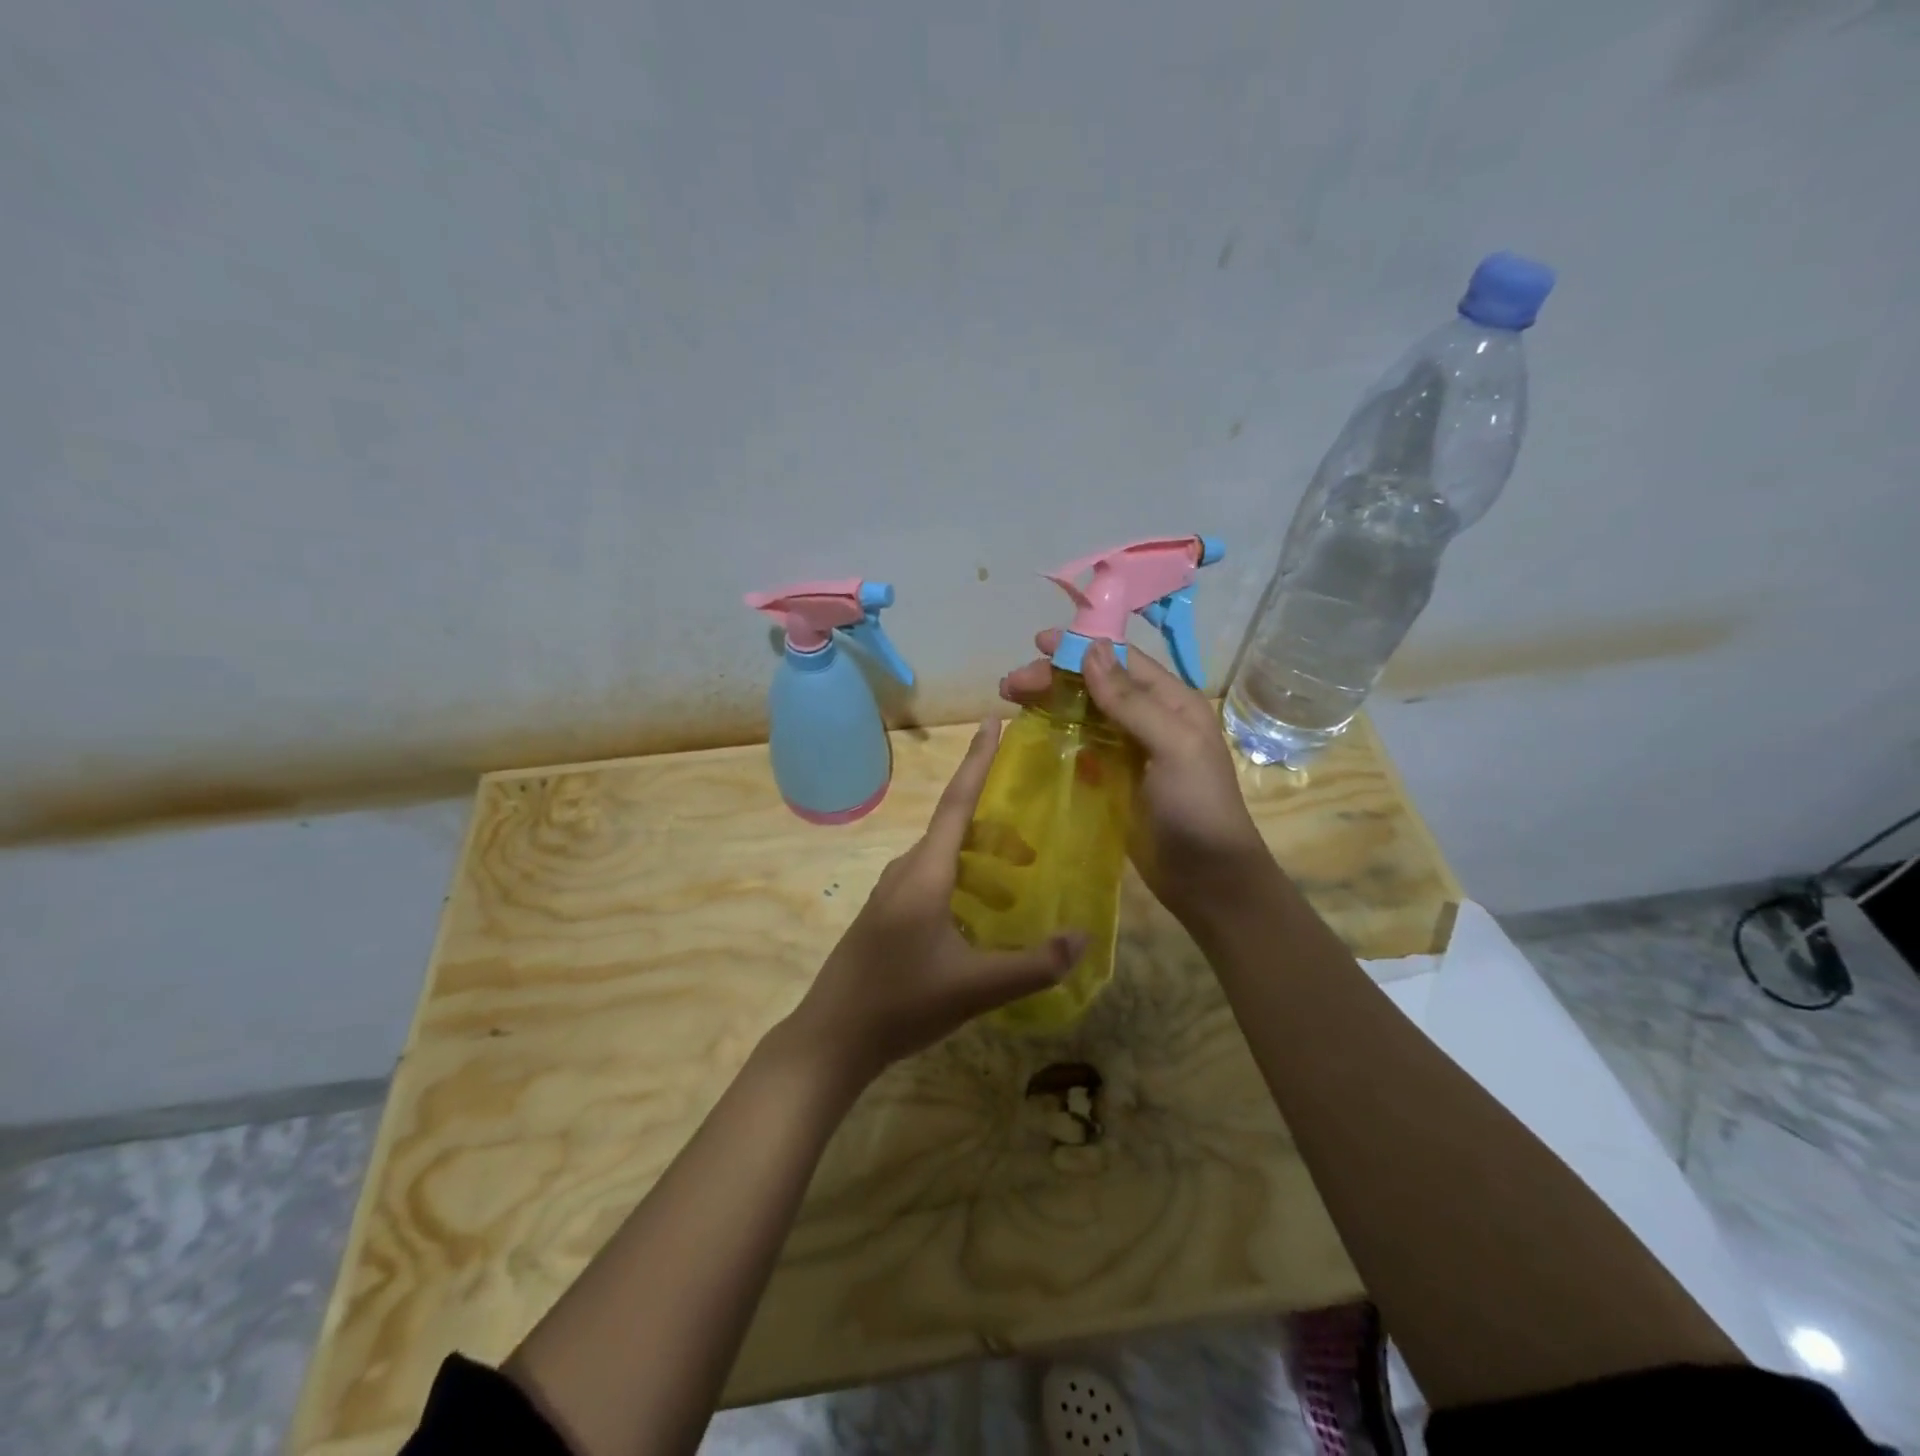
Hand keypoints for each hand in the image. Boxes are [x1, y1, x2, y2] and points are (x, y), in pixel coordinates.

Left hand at [782, 720, 1086, 1087]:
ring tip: (1015, 892)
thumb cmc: (902, 1003)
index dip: (978, 760)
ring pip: (942, 860)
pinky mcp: (885, 916)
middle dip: (996, 832)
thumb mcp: (976, 988)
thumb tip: (1082, 937)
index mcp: (925, 872)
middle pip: (954, 831)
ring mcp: (890, 894)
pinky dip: (961, 885)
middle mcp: (905, 871)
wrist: (832, 1038)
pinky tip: (978, 923)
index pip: (957, 802)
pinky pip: (930, 882)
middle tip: (1033, 855)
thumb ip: (1034, 964)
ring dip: (980, 865)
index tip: (993, 721)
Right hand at [1001, 633, 1269, 926]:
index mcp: (1171, 702)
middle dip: (1053, 678)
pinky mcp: (1113, 781)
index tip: (1037, 643)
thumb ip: (1131, 701)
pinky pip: (1080, 748)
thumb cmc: (1197, 807)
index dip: (1079, 647)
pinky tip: (1031, 737)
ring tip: (1011, 702)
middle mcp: (1149, 719)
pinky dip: (1056, 737)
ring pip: (1083, 714)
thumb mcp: (1173, 746)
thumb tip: (1090, 650)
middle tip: (1010, 685)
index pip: (1120, 661)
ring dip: (1049, 704)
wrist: (1208, 880)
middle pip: (1095, 685)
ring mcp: (1129, 751)